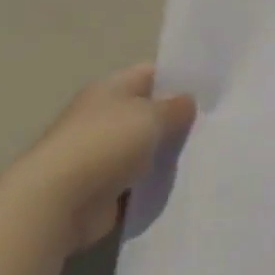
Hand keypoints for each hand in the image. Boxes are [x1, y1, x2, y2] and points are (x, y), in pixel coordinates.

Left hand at [3, 63, 196, 255]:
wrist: (59, 201)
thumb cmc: (105, 144)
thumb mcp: (149, 116)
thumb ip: (174, 107)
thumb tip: (188, 100)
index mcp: (110, 90)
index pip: (150, 74)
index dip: (179, 78)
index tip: (212, 90)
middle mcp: (105, 117)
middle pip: (148, 112)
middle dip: (178, 119)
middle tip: (216, 124)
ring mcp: (103, 155)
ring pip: (146, 149)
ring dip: (168, 154)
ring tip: (207, 154)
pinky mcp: (105, 189)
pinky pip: (139, 182)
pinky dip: (156, 185)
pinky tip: (186, 184)